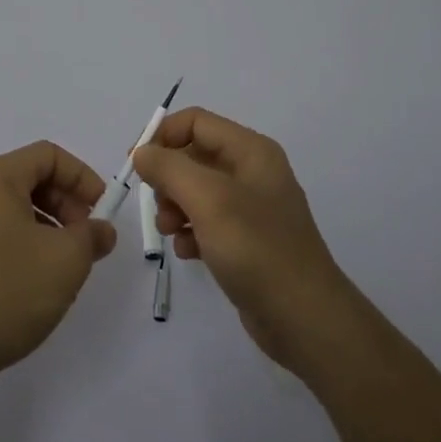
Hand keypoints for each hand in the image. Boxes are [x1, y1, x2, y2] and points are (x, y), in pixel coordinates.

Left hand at [0, 141, 117, 395]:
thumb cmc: (6, 290)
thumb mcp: (65, 260)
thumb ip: (91, 237)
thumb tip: (101, 230)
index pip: (48, 155)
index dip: (82, 177)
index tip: (102, 212)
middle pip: (30, 180)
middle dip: (67, 205)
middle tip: (88, 241)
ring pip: (14, 210)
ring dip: (48, 229)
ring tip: (66, 267)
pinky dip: (24, 246)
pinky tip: (35, 284)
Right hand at [132, 108, 360, 376]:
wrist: (305, 319)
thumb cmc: (256, 249)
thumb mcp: (208, 200)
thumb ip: (169, 168)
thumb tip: (143, 153)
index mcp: (251, 151)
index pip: (195, 122)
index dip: (162, 135)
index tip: (135, 164)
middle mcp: (252, 171)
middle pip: (194, 155)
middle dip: (168, 177)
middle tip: (156, 204)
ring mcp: (252, 207)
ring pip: (197, 190)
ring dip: (174, 206)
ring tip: (168, 231)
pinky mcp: (248, 240)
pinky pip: (208, 222)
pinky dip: (190, 230)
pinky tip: (187, 252)